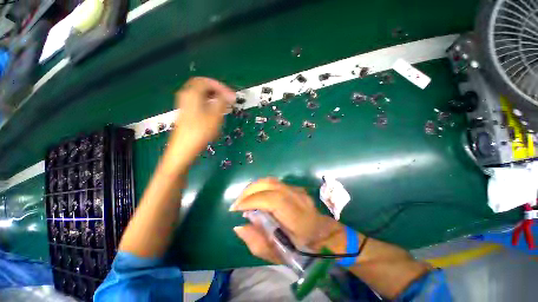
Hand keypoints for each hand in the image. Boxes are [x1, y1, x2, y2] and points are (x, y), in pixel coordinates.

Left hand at [169, 77, 235, 161]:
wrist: (183, 148)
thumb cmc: (200, 132)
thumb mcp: (215, 116)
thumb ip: (222, 102)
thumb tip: (229, 95)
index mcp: (192, 93)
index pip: (206, 81)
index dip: (221, 86)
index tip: (231, 96)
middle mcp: (186, 95)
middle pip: (202, 86)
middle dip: (217, 90)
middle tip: (228, 98)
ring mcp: (185, 104)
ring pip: (201, 94)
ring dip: (213, 97)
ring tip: (224, 105)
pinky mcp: (187, 113)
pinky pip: (199, 102)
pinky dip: (209, 103)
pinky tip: (215, 112)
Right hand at [230, 178, 342, 262]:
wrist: (323, 235)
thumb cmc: (303, 249)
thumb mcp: (279, 255)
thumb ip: (257, 242)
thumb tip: (239, 225)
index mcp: (299, 217)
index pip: (274, 200)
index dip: (253, 201)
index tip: (236, 209)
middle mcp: (299, 198)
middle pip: (271, 184)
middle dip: (249, 191)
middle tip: (237, 203)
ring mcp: (297, 190)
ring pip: (271, 181)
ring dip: (254, 187)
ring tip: (244, 199)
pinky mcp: (295, 187)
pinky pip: (274, 183)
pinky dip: (261, 187)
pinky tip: (255, 196)